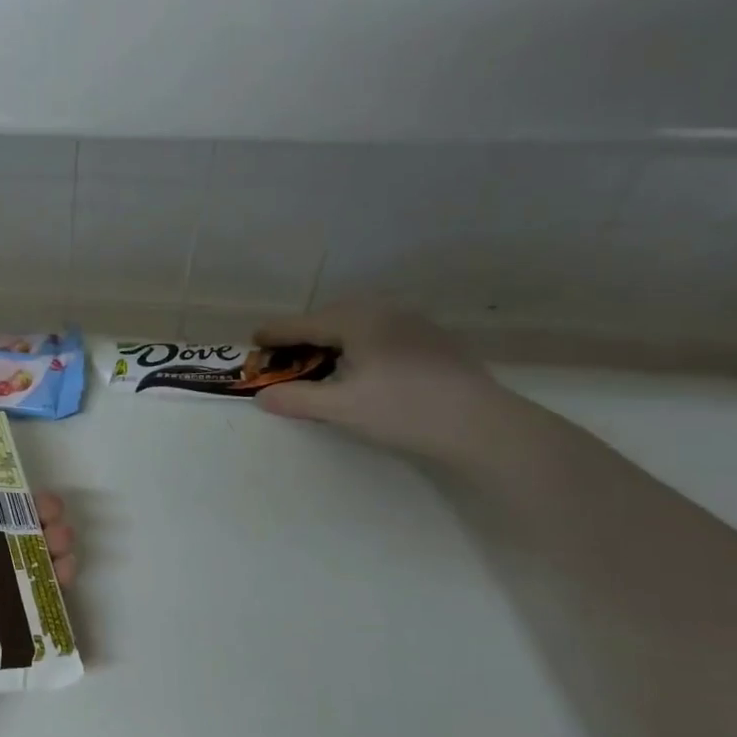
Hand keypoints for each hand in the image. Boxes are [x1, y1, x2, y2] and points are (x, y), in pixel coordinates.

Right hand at [254, 305, 517, 465]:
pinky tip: (362, 365)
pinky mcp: (433, 340)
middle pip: (332, 315)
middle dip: (305, 332)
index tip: (254, 338)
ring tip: (321, 359)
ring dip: (333, 336)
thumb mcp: (341, 409)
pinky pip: (382, 330)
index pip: (305, 323)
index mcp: (359, 321)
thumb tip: (262, 396)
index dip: (276, 332)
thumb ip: (296, 399)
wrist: (482, 424)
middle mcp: (386, 311)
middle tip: (285, 353)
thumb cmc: (404, 410)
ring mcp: (414, 323)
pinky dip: (359, 341)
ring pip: (360, 321)